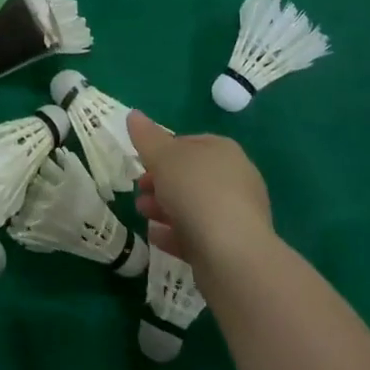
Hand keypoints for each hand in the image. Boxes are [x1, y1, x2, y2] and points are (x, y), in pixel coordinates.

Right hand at [128, 111, 272, 270]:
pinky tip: (155, 237)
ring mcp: (236, 215)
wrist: (232, 254)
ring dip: (164, 208)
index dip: (163, 150)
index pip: (190, 143)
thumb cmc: (197, 192)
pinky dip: (175, 234)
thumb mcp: (164, 157)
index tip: (142, 162)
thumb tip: (133, 114)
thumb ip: (147, 137)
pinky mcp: (232, 247)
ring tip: (142, 213)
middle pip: (191, 176)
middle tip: (139, 190)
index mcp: (224, 151)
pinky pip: (198, 235)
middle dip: (161, 182)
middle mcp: (235, 179)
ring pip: (193, 207)